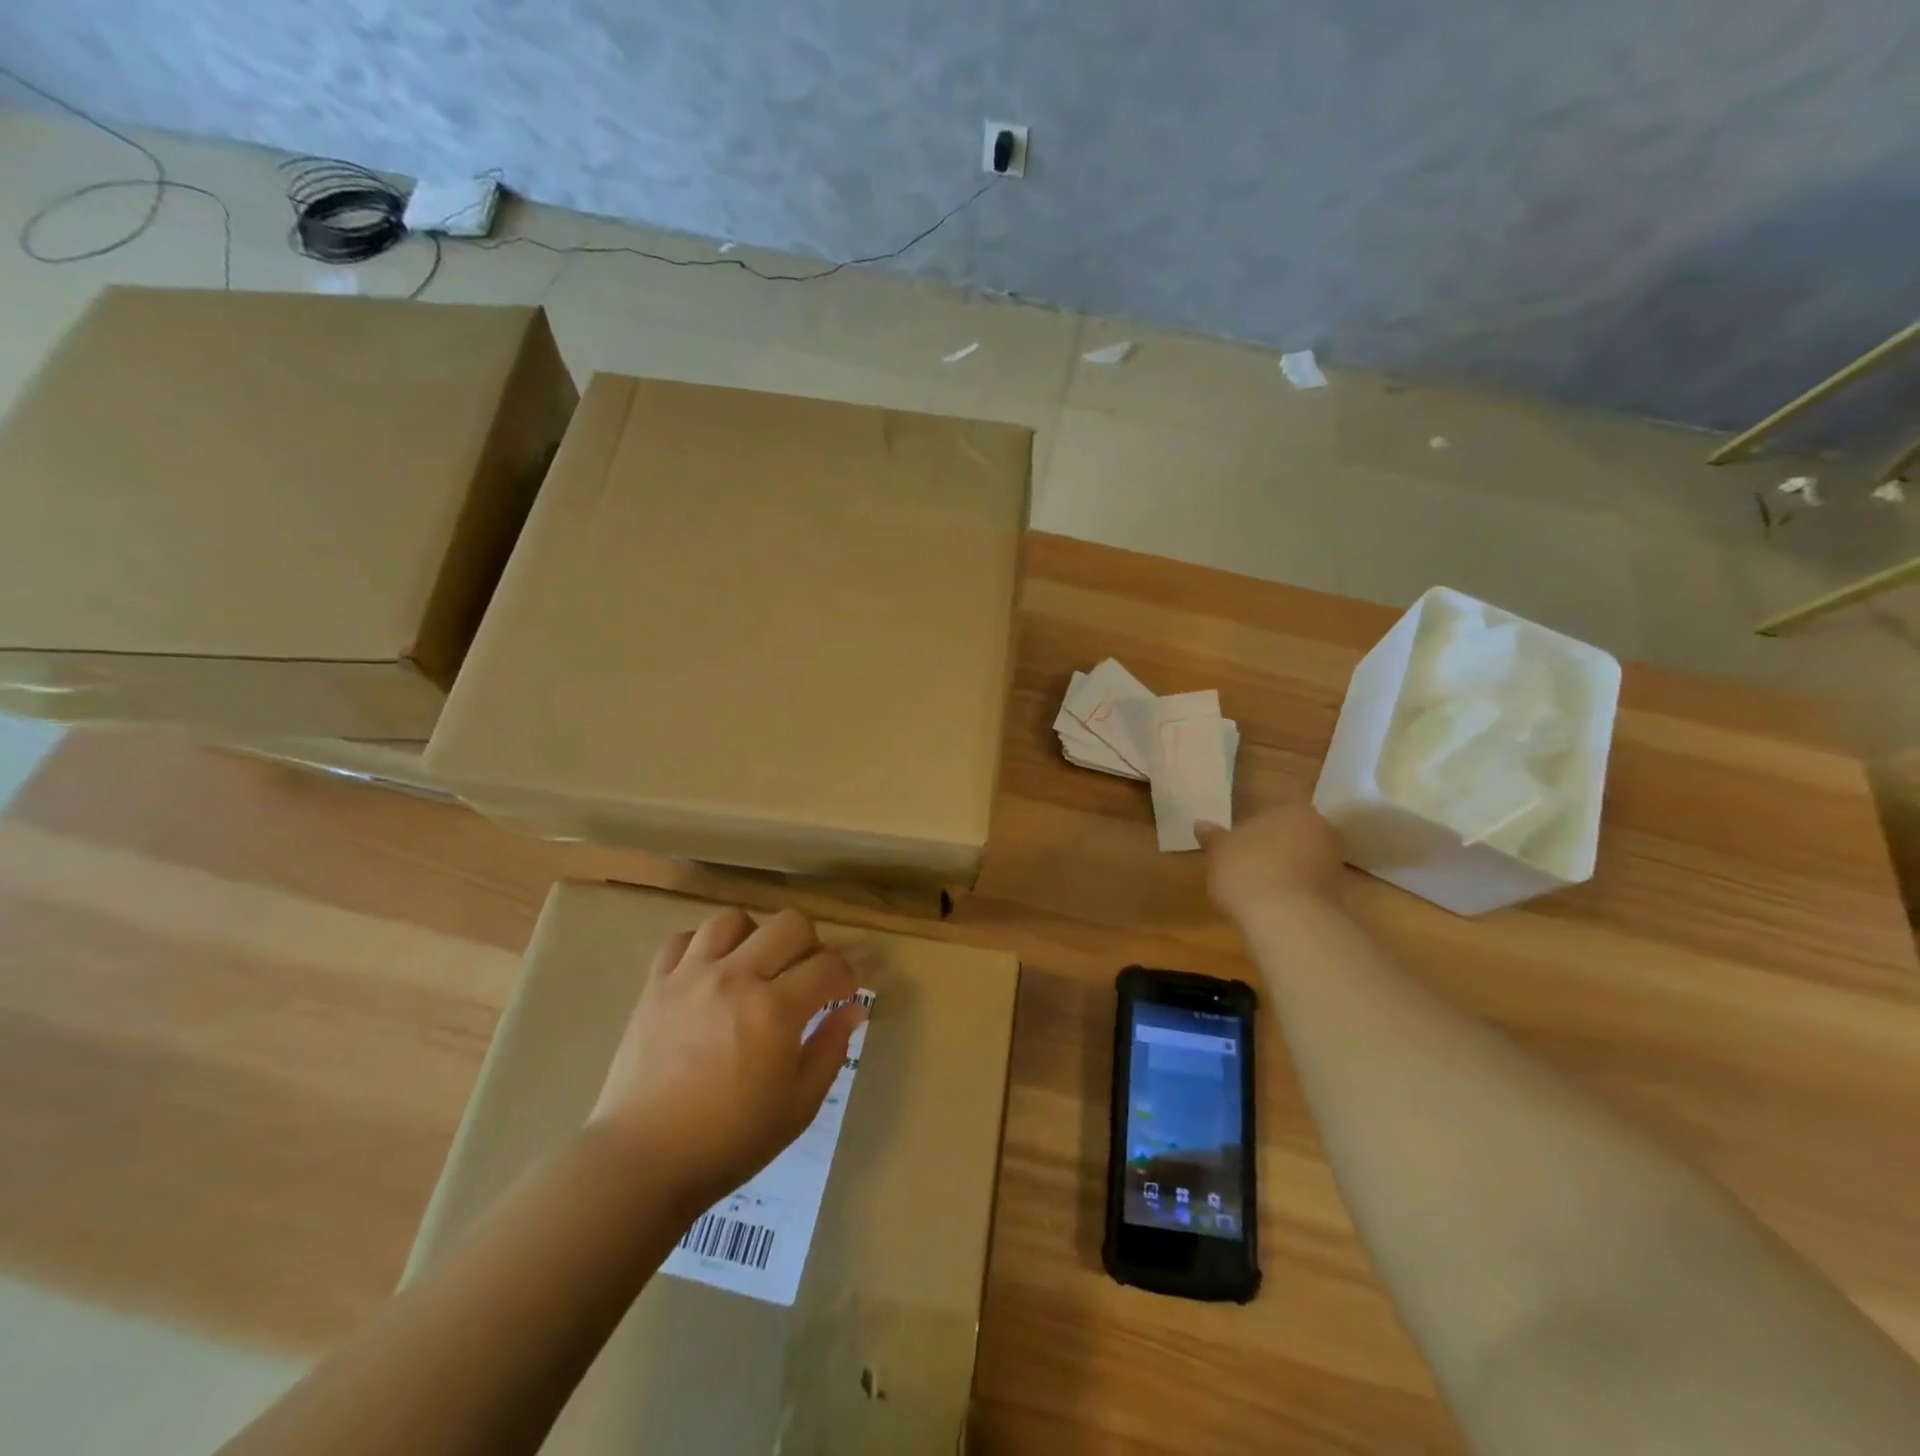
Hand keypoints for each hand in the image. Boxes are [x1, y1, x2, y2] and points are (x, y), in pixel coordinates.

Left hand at [590, 907, 864, 1211]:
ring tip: (755, 965)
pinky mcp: (655, 985)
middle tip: (806, 976)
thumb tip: (853, 1009)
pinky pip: (682, 940)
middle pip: (789, 924)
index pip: (829, 965)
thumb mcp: (798, 1106)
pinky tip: (709, 972)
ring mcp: (691, 976)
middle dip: (811, 944)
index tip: (844, 993)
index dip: (847, 976)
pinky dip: (702, 947)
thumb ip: (830, 1049)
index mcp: (776, 1010)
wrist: (642, 1161)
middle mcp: (737, 978)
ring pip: (733, 920)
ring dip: (755, 936)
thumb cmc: (729, 1141)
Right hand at [1197, 803, 1344, 921]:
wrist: (1285, 919)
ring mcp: (1333, 862)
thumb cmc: (1246, 870)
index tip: (1237, 845)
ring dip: (1285, 869)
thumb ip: (1213, 836)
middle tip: (1247, 863)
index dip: (1252, 829)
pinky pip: (1309, 884)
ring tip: (1258, 887)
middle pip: (1292, 834)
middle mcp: (1320, 829)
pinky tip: (1273, 903)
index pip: (1271, 812)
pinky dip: (1294, 890)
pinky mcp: (1337, 893)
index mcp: (1292, 809)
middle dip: (1274, 847)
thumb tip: (1200, 824)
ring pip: (1303, 859)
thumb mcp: (1219, 851)